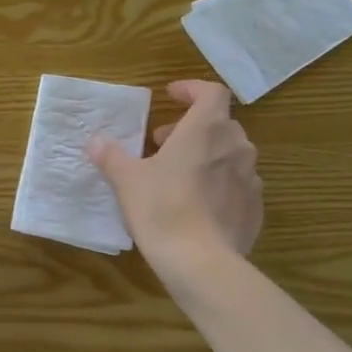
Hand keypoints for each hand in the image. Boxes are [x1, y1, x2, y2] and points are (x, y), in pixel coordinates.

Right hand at [88, 80, 261, 277]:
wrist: (201, 262)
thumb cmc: (162, 209)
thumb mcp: (128, 181)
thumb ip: (112, 156)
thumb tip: (96, 141)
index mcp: (206, 129)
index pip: (211, 92)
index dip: (192, 89)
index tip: (171, 95)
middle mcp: (236, 146)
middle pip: (219, 124)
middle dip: (192, 128)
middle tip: (163, 143)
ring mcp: (251, 178)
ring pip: (230, 155)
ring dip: (207, 156)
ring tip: (179, 175)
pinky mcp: (255, 207)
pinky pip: (238, 185)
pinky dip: (219, 184)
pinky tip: (197, 206)